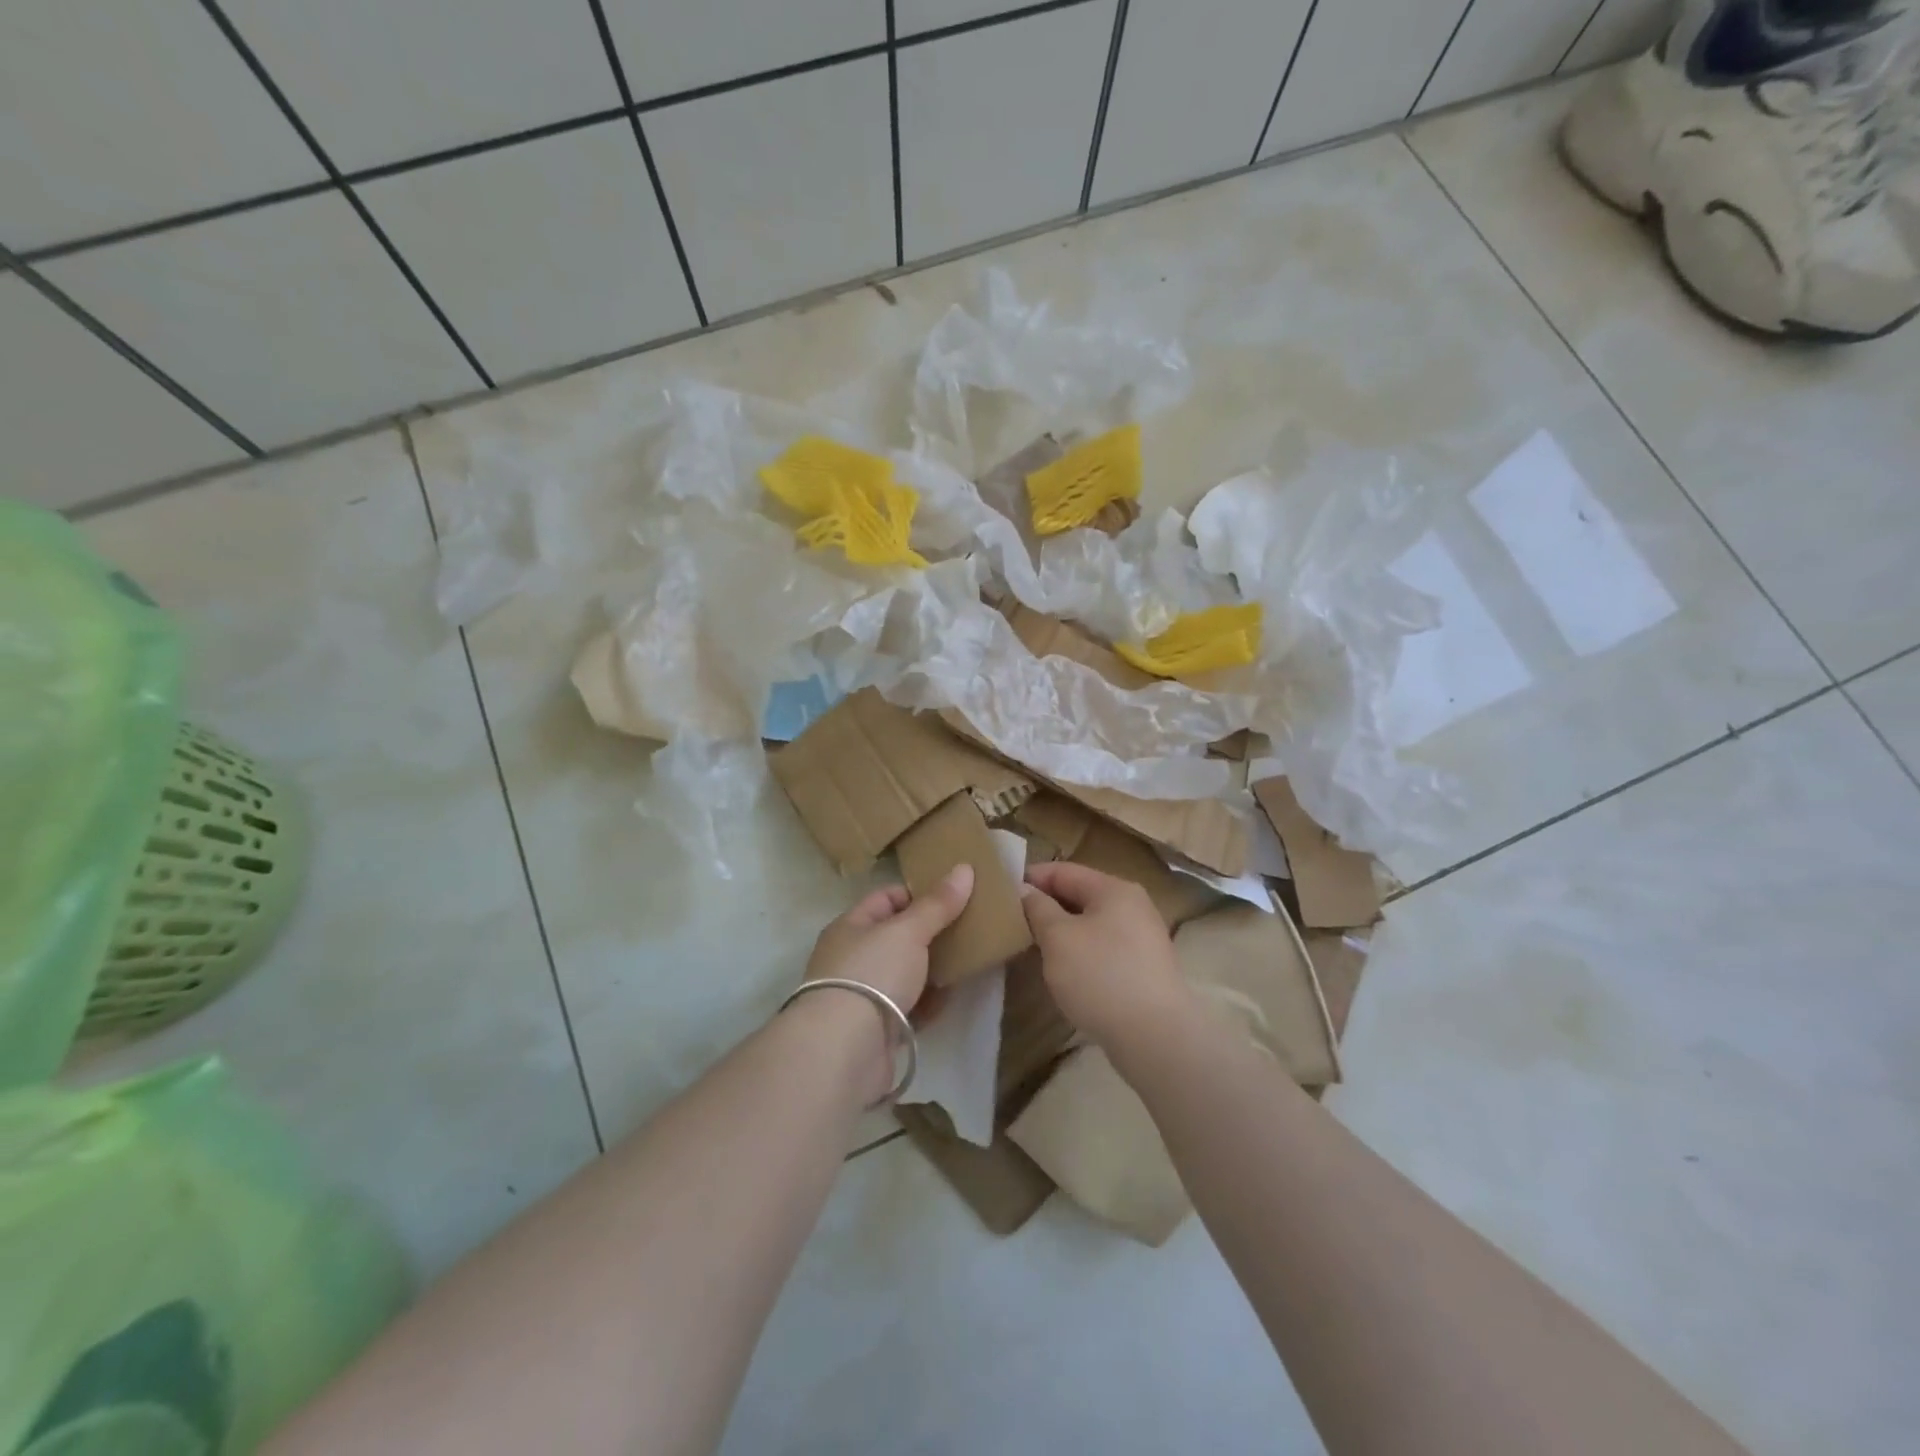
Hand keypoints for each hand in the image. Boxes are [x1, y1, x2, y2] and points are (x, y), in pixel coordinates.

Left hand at [803, 865, 974, 1014]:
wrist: (845, 1049)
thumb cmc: (872, 973)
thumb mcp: (908, 931)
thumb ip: (937, 904)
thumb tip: (965, 868)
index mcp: (850, 926)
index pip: (886, 898)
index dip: (918, 894)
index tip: (953, 897)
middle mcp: (852, 957)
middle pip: (897, 937)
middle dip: (930, 933)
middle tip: (969, 927)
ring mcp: (863, 995)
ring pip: (905, 973)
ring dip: (932, 969)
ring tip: (968, 959)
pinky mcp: (877, 1028)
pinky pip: (909, 1007)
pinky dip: (929, 1002)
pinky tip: (951, 996)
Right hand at [1021, 861, 1188, 1048]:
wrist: (1155, 1037)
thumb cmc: (1101, 976)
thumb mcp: (1058, 938)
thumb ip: (1038, 908)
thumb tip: (1025, 890)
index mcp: (1114, 889)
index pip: (1064, 870)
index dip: (1031, 878)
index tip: (1001, 894)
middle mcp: (1133, 905)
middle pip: (1080, 895)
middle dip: (1046, 906)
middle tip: (1013, 922)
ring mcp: (1142, 938)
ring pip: (1091, 924)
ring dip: (1062, 932)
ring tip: (1033, 947)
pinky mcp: (1144, 968)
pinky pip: (1103, 948)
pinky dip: (1081, 952)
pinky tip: (1064, 971)